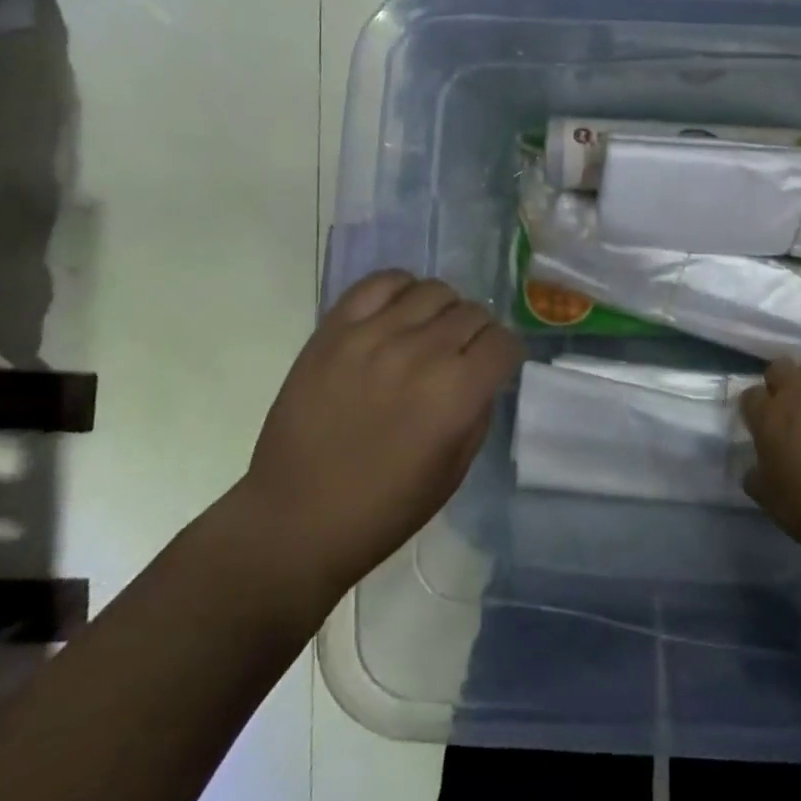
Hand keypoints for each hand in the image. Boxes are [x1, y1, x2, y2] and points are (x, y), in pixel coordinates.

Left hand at [234, 270, 523, 600]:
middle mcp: (421, 353)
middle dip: (477, 333)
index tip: (494, 367)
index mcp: (456, 394)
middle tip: (461, 355)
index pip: (503, 342)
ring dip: (443, 310)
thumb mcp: (454, 471)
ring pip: (433, 290)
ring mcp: (373, 335)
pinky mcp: (334, 329)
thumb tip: (482, 373)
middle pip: (473, 312)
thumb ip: (478, 411)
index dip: (505, 355)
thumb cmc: (383, 509)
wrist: (295, 518)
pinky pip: (380, 282)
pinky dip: (400, 289)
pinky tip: (398, 313)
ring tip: (429, 333)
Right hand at [741, 354, 800, 549]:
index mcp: (767, 416)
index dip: (753, 408)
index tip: (758, 422)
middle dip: (780, 380)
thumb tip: (754, 471)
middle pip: (780, 366)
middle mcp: (796, 394)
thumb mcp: (768, 498)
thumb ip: (756, 477)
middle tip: (786, 404)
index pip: (749, 395)